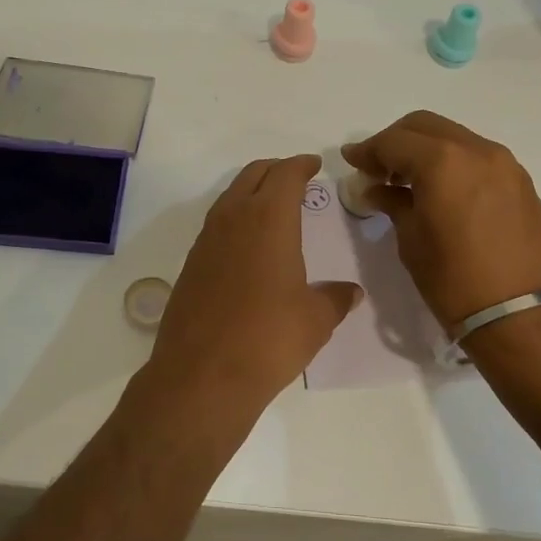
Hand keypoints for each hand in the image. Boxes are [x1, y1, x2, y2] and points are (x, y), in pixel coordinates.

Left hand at [150, 155, 362, 412]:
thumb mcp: (316, 319)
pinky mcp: (190, 265)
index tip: (314, 164)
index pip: (285, 175)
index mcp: (268, 219)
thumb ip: (335, 298)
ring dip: (252, 192)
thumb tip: (350, 292)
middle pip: (253, 176)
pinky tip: (247, 244)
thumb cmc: (269, 338)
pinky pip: (216, 226)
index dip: (301, 165)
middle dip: (275, 170)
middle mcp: (233, 219)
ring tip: (272, 206)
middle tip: (295, 177)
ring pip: (230, 198)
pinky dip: (235, 220)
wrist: (202, 375)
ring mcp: (206, 241)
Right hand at [342, 112, 540, 329]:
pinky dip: (451, 161)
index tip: (351, 162)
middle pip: (424, 126)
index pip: (394, 141)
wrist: (525, 316)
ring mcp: (504, 164)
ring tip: (406, 181)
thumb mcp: (412, 241)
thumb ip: (392, 204)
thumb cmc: (455, 281)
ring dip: (425, 149)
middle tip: (376, 169)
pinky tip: (440, 190)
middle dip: (395, 141)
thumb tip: (376, 190)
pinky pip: (476, 156)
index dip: (368, 151)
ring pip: (453, 137)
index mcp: (443, 161)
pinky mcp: (520, 182)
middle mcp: (476, 150)